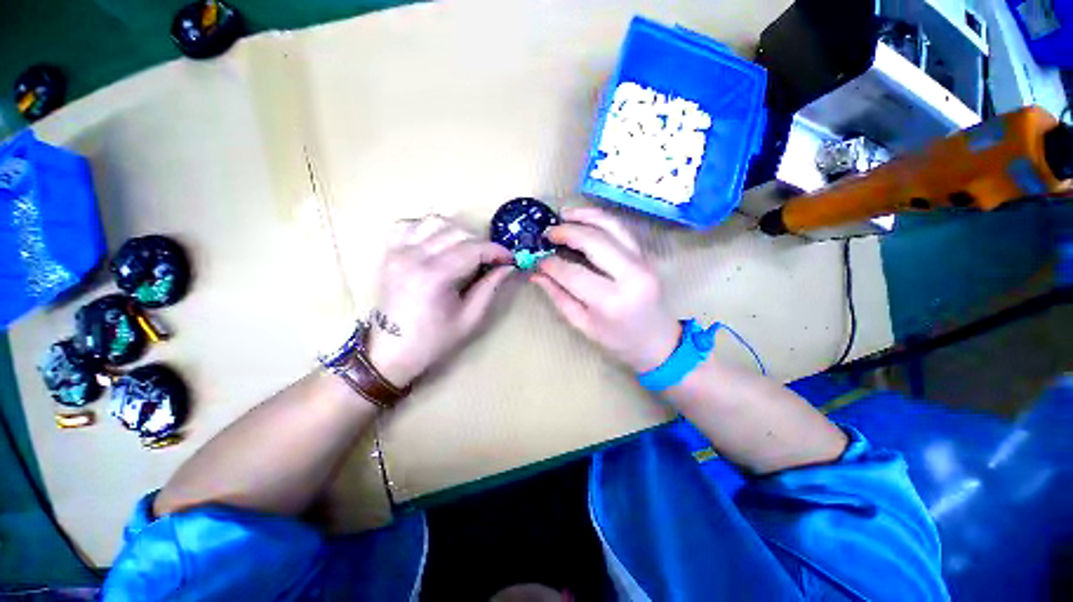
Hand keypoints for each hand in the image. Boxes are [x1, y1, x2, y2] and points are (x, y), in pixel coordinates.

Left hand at [366, 215, 515, 387]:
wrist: (391, 351)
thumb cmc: (434, 340)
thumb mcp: (470, 318)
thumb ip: (490, 287)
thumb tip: (509, 266)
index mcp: (434, 277)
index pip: (473, 249)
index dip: (496, 251)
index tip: (510, 259)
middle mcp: (413, 256)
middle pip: (457, 232)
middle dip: (481, 243)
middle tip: (492, 260)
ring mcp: (397, 250)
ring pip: (435, 221)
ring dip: (457, 232)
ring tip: (467, 250)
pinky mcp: (389, 251)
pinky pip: (410, 224)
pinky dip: (429, 228)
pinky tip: (439, 242)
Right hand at [532, 207, 680, 372]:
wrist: (658, 340)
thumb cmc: (618, 340)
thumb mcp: (583, 324)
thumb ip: (558, 297)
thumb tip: (536, 274)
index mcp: (611, 301)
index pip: (573, 273)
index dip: (551, 264)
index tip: (538, 260)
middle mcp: (630, 276)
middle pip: (594, 242)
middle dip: (566, 232)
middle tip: (547, 233)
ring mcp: (643, 262)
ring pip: (611, 226)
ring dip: (585, 216)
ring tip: (563, 214)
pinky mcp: (646, 255)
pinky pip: (622, 229)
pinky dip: (601, 218)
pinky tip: (585, 217)